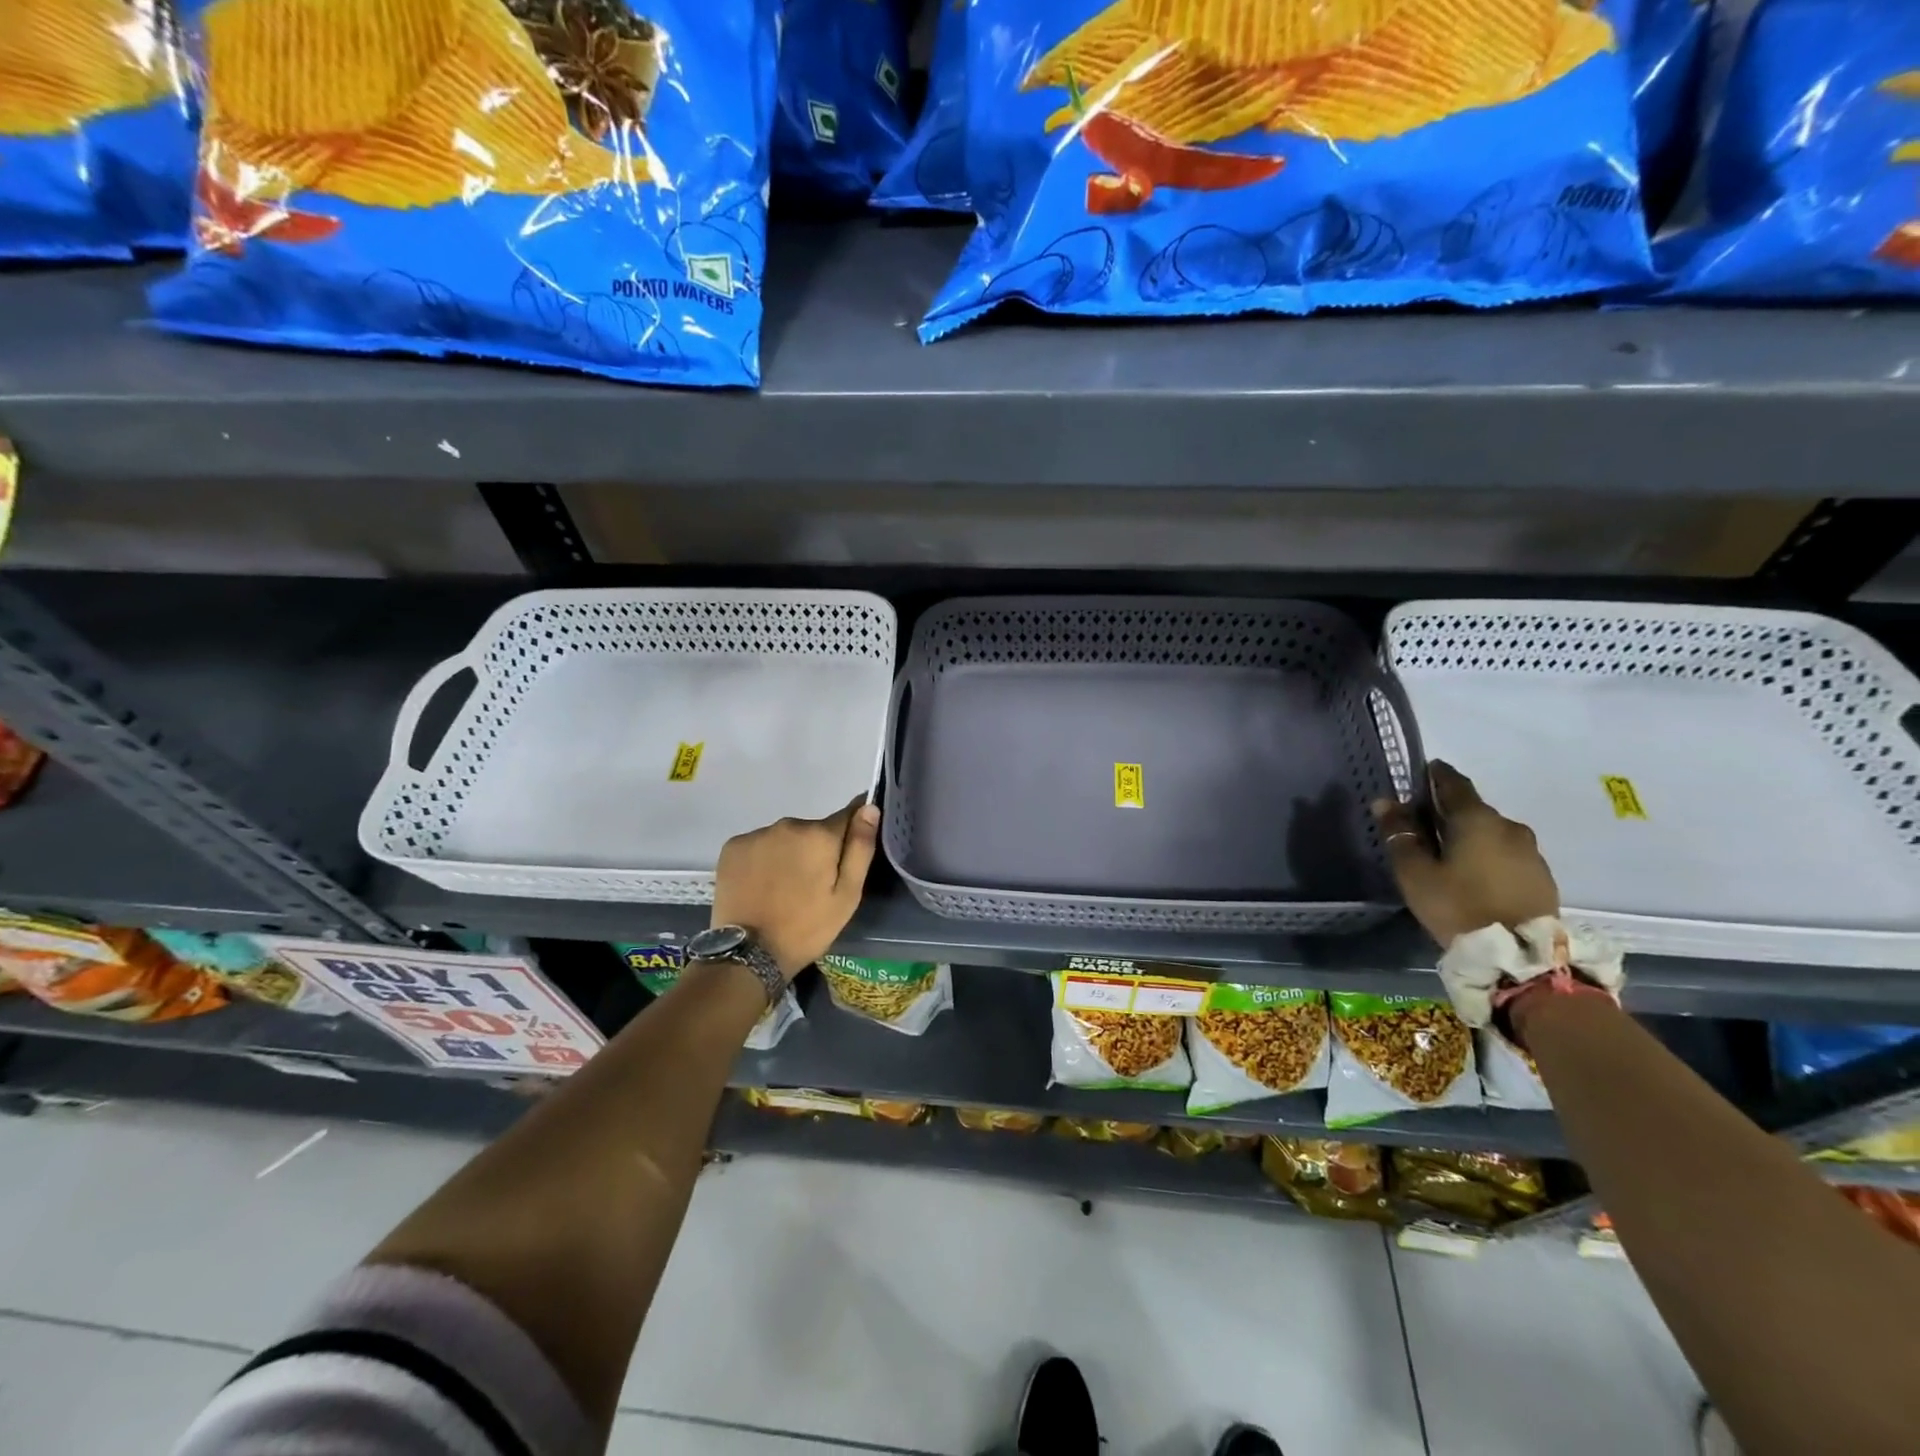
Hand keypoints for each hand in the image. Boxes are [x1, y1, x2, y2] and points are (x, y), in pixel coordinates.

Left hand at [711, 798, 880, 977]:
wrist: (749, 954)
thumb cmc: (807, 927)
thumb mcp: (847, 895)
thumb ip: (860, 847)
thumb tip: (870, 807)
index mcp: (820, 835)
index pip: (847, 815)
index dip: (852, 831)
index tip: (848, 852)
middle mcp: (787, 824)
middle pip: (813, 829)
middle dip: (817, 849)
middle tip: (813, 884)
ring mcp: (756, 834)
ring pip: (785, 838)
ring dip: (789, 854)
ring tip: (785, 888)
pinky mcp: (732, 847)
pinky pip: (759, 845)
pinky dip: (763, 859)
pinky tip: (761, 885)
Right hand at [1372, 762, 1559, 949]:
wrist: (1520, 958)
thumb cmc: (1458, 906)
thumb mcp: (1415, 872)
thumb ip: (1400, 834)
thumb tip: (1385, 802)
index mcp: (1476, 819)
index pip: (1453, 783)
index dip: (1435, 775)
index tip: (1420, 773)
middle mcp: (1509, 826)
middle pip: (1473, 808)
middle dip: (1449, 811)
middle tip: (1424, 825)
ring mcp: (1531, 852)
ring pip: (1492, 832)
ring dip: (1470, 835)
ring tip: (1448, 854)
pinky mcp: (1542, 877)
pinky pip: (1507, 854)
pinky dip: (1488, 855)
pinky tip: (1474, 874)